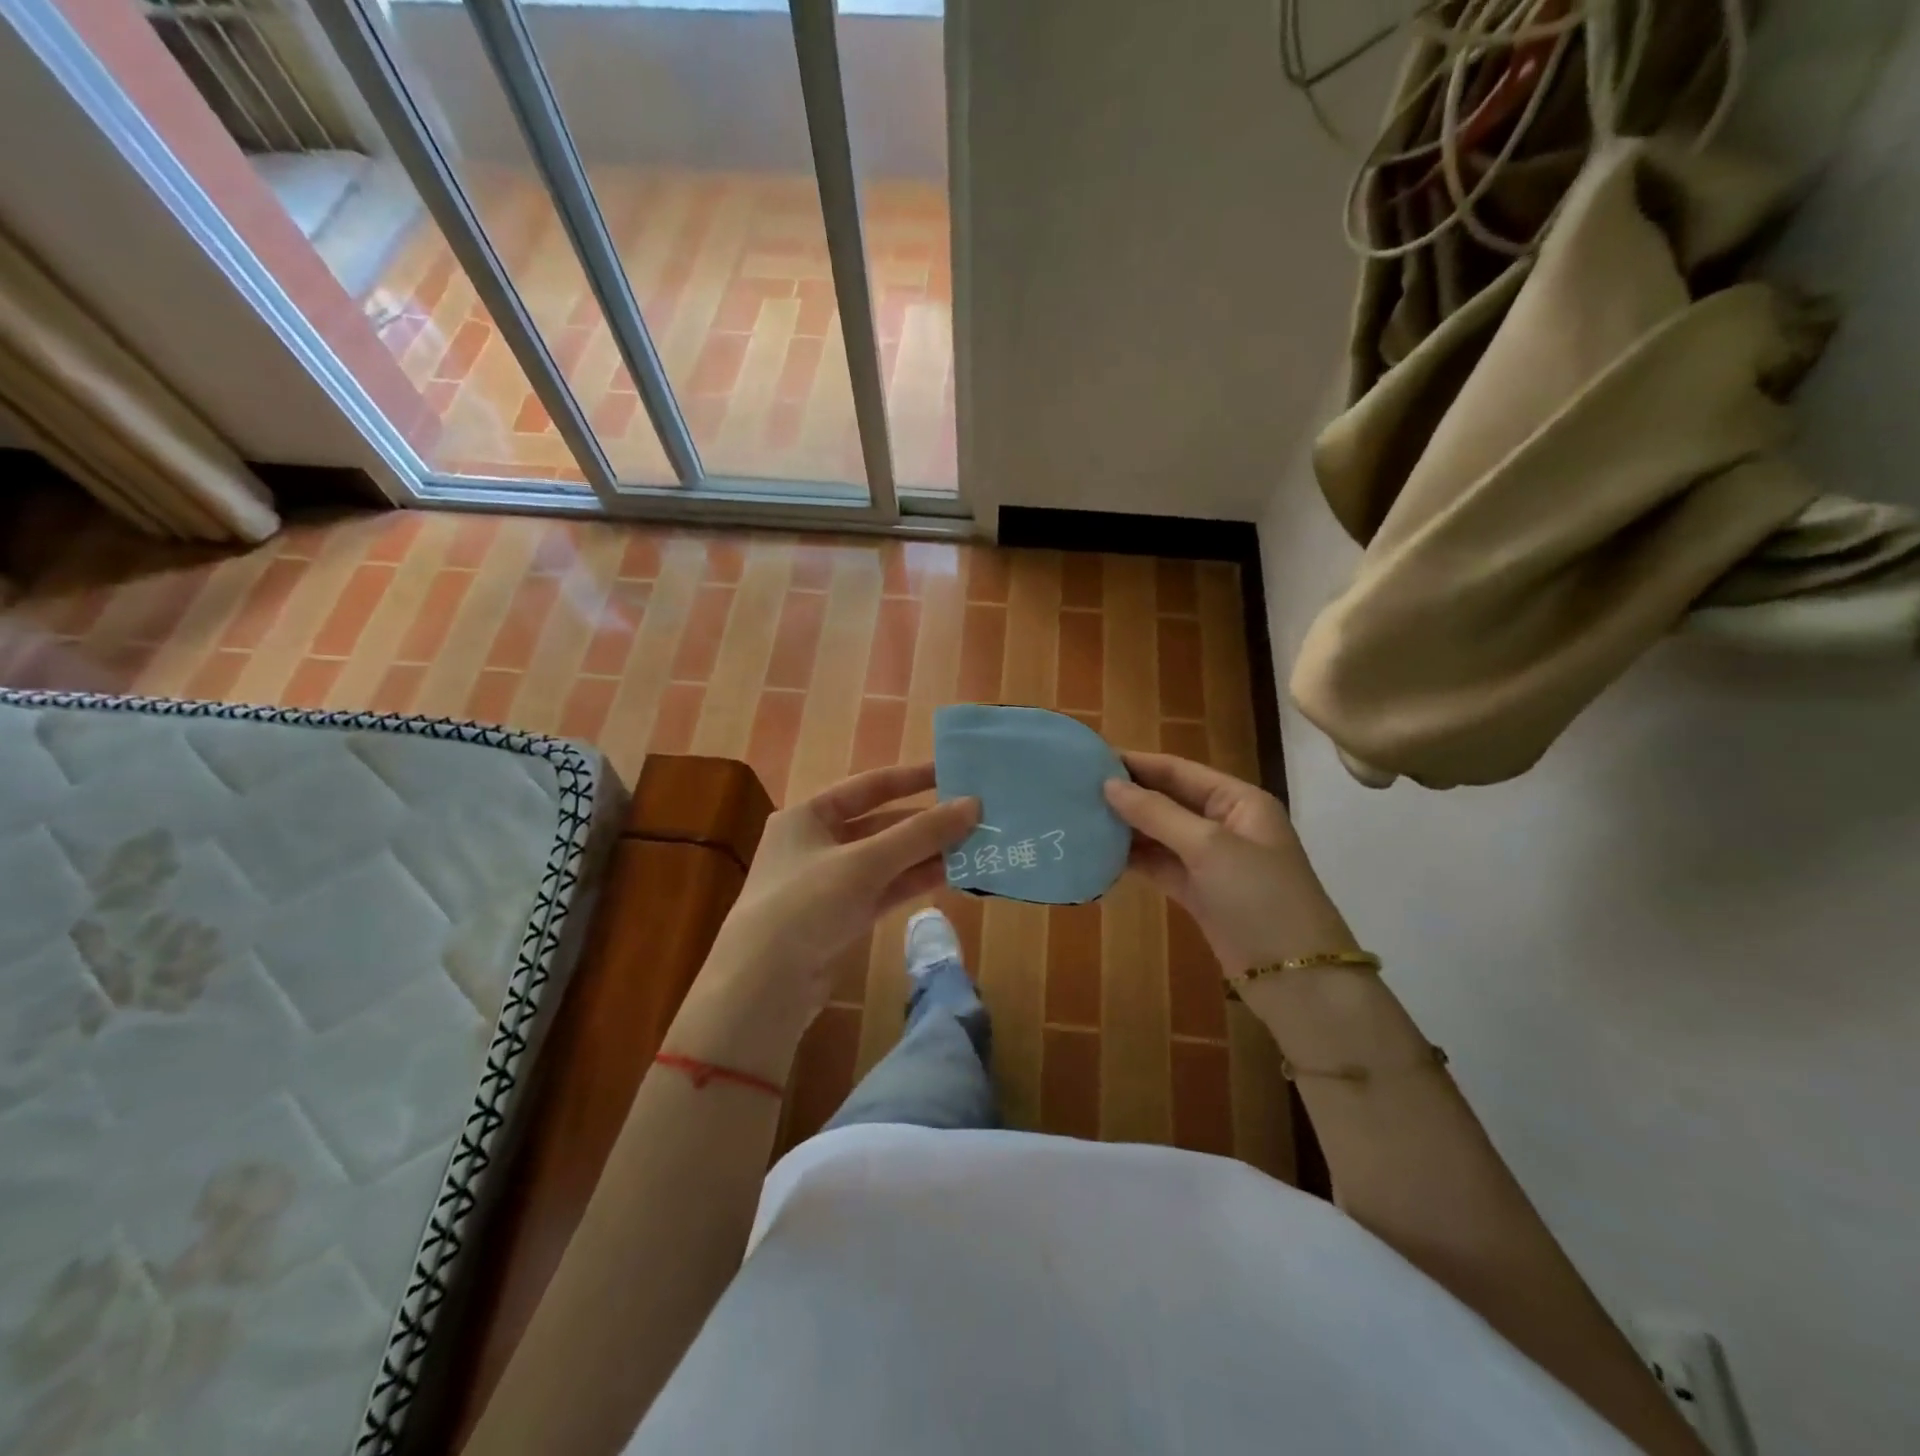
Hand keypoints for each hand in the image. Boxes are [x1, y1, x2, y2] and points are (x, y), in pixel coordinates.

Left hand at [705, 762, 978, 1022]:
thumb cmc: (806, 904)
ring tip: (973, 846)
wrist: (763, 987)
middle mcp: (817, 843)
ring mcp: (830, 883)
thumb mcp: (865, 862)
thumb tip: (974, 805)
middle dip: (925, 822)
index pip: (868, 785)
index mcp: (808, 814)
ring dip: (925, 853)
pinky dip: (914, 881)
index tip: (953, 773)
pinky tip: (951, 876)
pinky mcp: (842, 917)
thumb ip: (920, 834)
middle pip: (880, 824)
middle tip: (974, 817)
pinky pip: (885, 889)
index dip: (911, 778)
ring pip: (886, 859)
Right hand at [1104, 752, 1355, 972]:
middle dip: (1127, 795)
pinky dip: (1133, 860)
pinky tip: (1099, 854)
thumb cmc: (1259, 896)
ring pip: (1160, 834)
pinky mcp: (1198, 891)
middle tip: (1076, 790)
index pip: (1179, 770)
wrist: (1294, 976)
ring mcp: (1210, 860)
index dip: (1137, 764)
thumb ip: (1157, 813)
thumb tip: (1108, 785)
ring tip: (1080, 818)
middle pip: (1167, 800)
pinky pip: (1159, 865)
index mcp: (1238, 800)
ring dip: (1126, 828)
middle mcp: (1224, 823)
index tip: (1090, 760)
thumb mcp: (1209, 847)